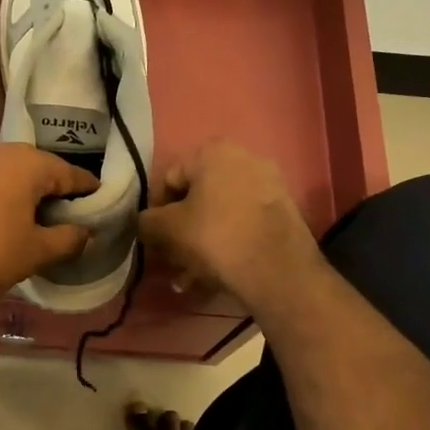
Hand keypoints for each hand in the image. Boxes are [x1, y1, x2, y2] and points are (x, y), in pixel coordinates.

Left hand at [0, 141, 96, 327]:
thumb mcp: (35, 252)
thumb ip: (67, 238)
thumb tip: (86, 233)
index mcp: (26, 162)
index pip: (68, 173)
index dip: (86, 190)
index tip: (99, 201)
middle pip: (35, 169)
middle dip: (52, 190)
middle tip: (65, 217)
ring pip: (5, 173)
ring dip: (21, 193)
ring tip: (31, 221)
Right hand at [137, 141, 321, 312]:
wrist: (278, 271)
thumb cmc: (215, 238)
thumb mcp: (167, 229)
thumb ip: (146, 221)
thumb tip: (145, 223)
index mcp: (213, 152)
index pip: (169, 180)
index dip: (156, 212)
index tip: (155, 240)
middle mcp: (244, 158)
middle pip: (197, 197)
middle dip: (181, 231)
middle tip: (172, 260)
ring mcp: (268, 184)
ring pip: (219, 214)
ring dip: (200, 243)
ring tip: (190, 278)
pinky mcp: (283, 211)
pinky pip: (242, 224)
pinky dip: (226, 244)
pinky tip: (216, 275)